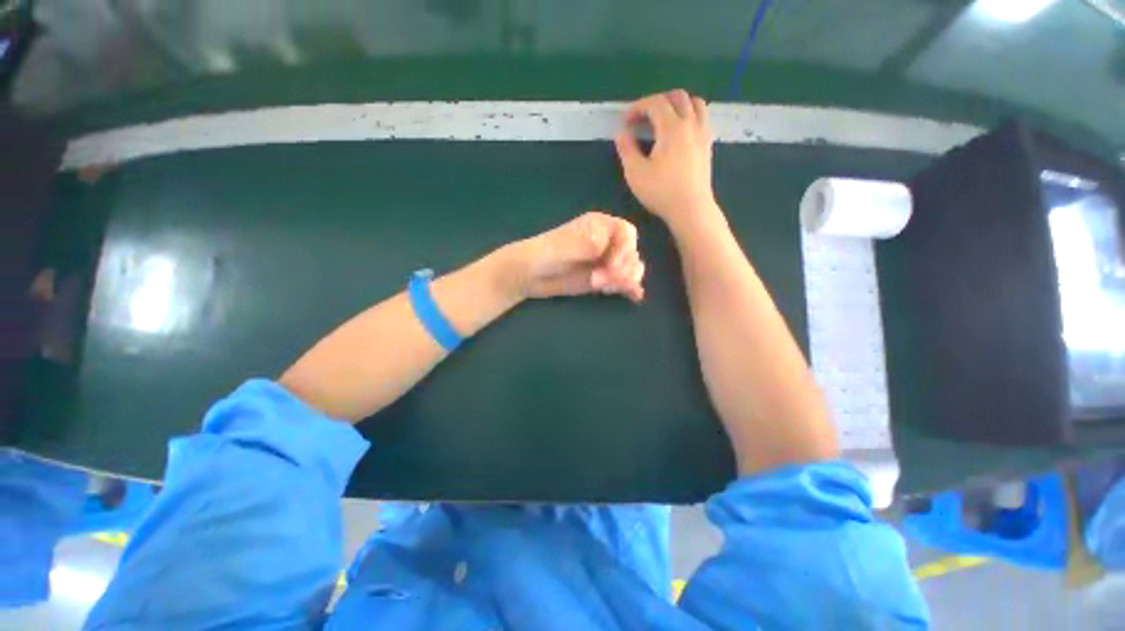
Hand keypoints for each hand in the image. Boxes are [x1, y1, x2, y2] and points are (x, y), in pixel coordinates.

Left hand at [505, 211, 644, 301]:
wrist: (531, 276)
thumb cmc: (545, 254)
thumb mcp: (565, 245)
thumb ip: (587, 242)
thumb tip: (606, 244)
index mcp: (599, 226)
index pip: (627, 233)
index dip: (625, 249)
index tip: (612, 265)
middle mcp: (607, 242)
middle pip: (631, 252)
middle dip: (623, 268)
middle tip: (603, 281)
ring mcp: (606, 261)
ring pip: (630, 268)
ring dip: (625, 279)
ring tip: (607, 288)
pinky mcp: (603, 279)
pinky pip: (623, 282)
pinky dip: (630, 288)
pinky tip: (635, 296)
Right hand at [614, 90, 718, 229]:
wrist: (691, 209)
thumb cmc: (661, 192)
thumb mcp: (635, 173)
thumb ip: (626, 149)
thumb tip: (622, 132)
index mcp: (672, 127)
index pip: (655, 103)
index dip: (638, 107)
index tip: (626, 121)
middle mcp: (690, 124)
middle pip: (678, 97)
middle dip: (657, 101)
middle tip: (643, 117)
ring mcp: (703, 133)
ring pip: (695, 103)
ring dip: (677, 105)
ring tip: (663, 120)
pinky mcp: (707, 145)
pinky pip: (702, 118)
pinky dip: (689, 116)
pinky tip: (678, 133)